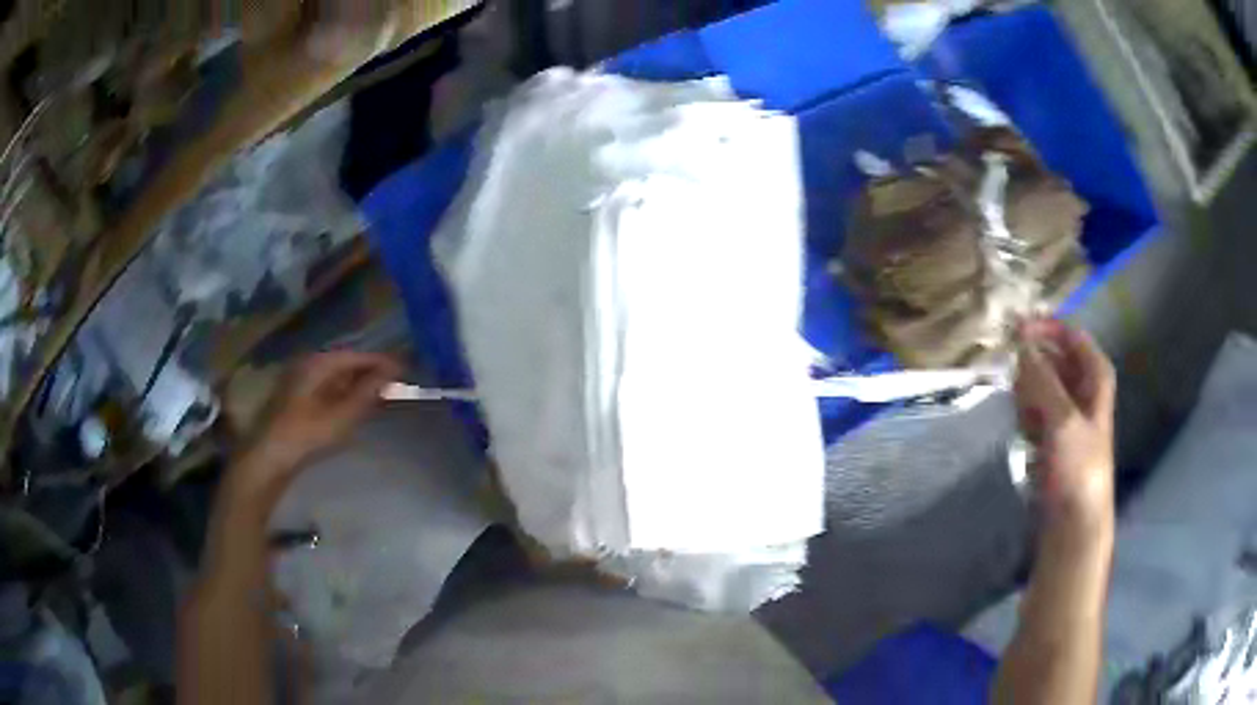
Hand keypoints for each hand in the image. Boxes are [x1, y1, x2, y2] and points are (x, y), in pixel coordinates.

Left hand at [235, 351, 402, 494]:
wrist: (267, 457)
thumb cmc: (306, 434)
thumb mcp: (342, 415)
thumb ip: (368, 392)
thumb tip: (393, 371)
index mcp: (319, 362)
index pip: (357, 356)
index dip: (381, 362)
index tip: (405, 370)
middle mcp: (308, 363)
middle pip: (345, 363)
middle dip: (370, 373)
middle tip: (396, 385)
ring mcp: (299, 379)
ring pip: (335, 376)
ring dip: (357, 385)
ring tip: (380, 396)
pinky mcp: (294, 397)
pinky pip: (326, 387)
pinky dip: (343, 394)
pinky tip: (354, 407)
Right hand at [1015, 319, 1115, 537]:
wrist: (1074, 522)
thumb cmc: (1078, 469)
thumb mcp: (1063, 420)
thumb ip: (1042, 379)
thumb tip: (1021, 344)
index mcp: (1095, 375)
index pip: (1071, 335)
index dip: (1046, 328)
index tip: (1016, 331)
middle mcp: (1083, 387)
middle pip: (1054, 357)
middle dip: (1034, 367)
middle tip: (1017, 383)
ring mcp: (1067, 411)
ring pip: (1041, 384)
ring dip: (1028, 395)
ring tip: (1026, 420)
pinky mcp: (1053, 434)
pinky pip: (1034, 409)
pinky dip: (1027, 415)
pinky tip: (1026, 435)